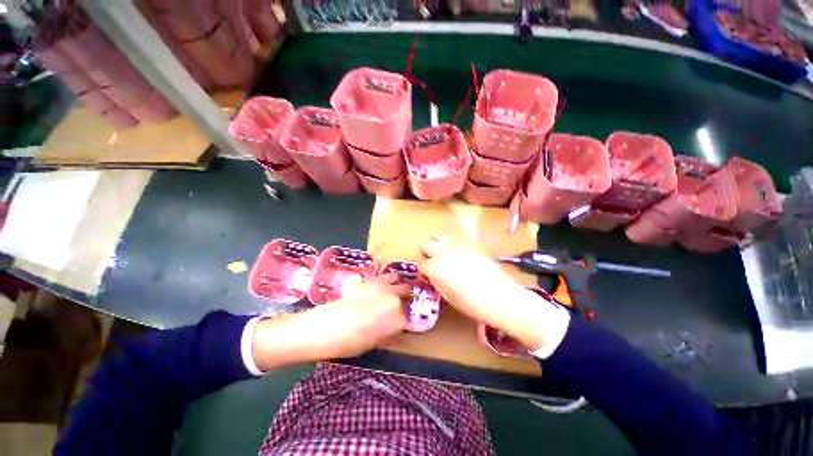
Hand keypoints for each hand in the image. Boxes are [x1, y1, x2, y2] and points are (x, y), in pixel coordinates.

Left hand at [251, 274, 409, 370]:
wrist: (321, 328)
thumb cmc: (348, 343)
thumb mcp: (372, 344)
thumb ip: (389, 334)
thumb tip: (398, 330)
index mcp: (396, 319)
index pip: (410, 317)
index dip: (408, 320)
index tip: (406, 321)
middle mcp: (392, 300)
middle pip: (407, 295)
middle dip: (407, 300)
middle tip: (403, 306)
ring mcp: (381, 287)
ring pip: (398, 282)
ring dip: (399, 287)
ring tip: (397, 292)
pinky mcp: (369, 280)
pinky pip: (384, 276)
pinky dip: (388, 280)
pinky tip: (385, 284)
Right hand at [419, 236, 569, 351]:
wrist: (502, 299)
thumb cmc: (473, 305)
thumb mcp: (448, 297)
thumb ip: (437, 281)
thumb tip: (433, 274)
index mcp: (436, 268)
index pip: (421, 262)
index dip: (423, 269)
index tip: (427, 274)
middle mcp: (444, 253)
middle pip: (425, 243)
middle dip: (426, 251)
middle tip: (432, 261)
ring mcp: (458, 246)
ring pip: (439, 235)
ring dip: (437, 243)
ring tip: (443, 254)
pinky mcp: (471, 244)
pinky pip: (456, 236)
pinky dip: (452, 241)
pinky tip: (457, 250)